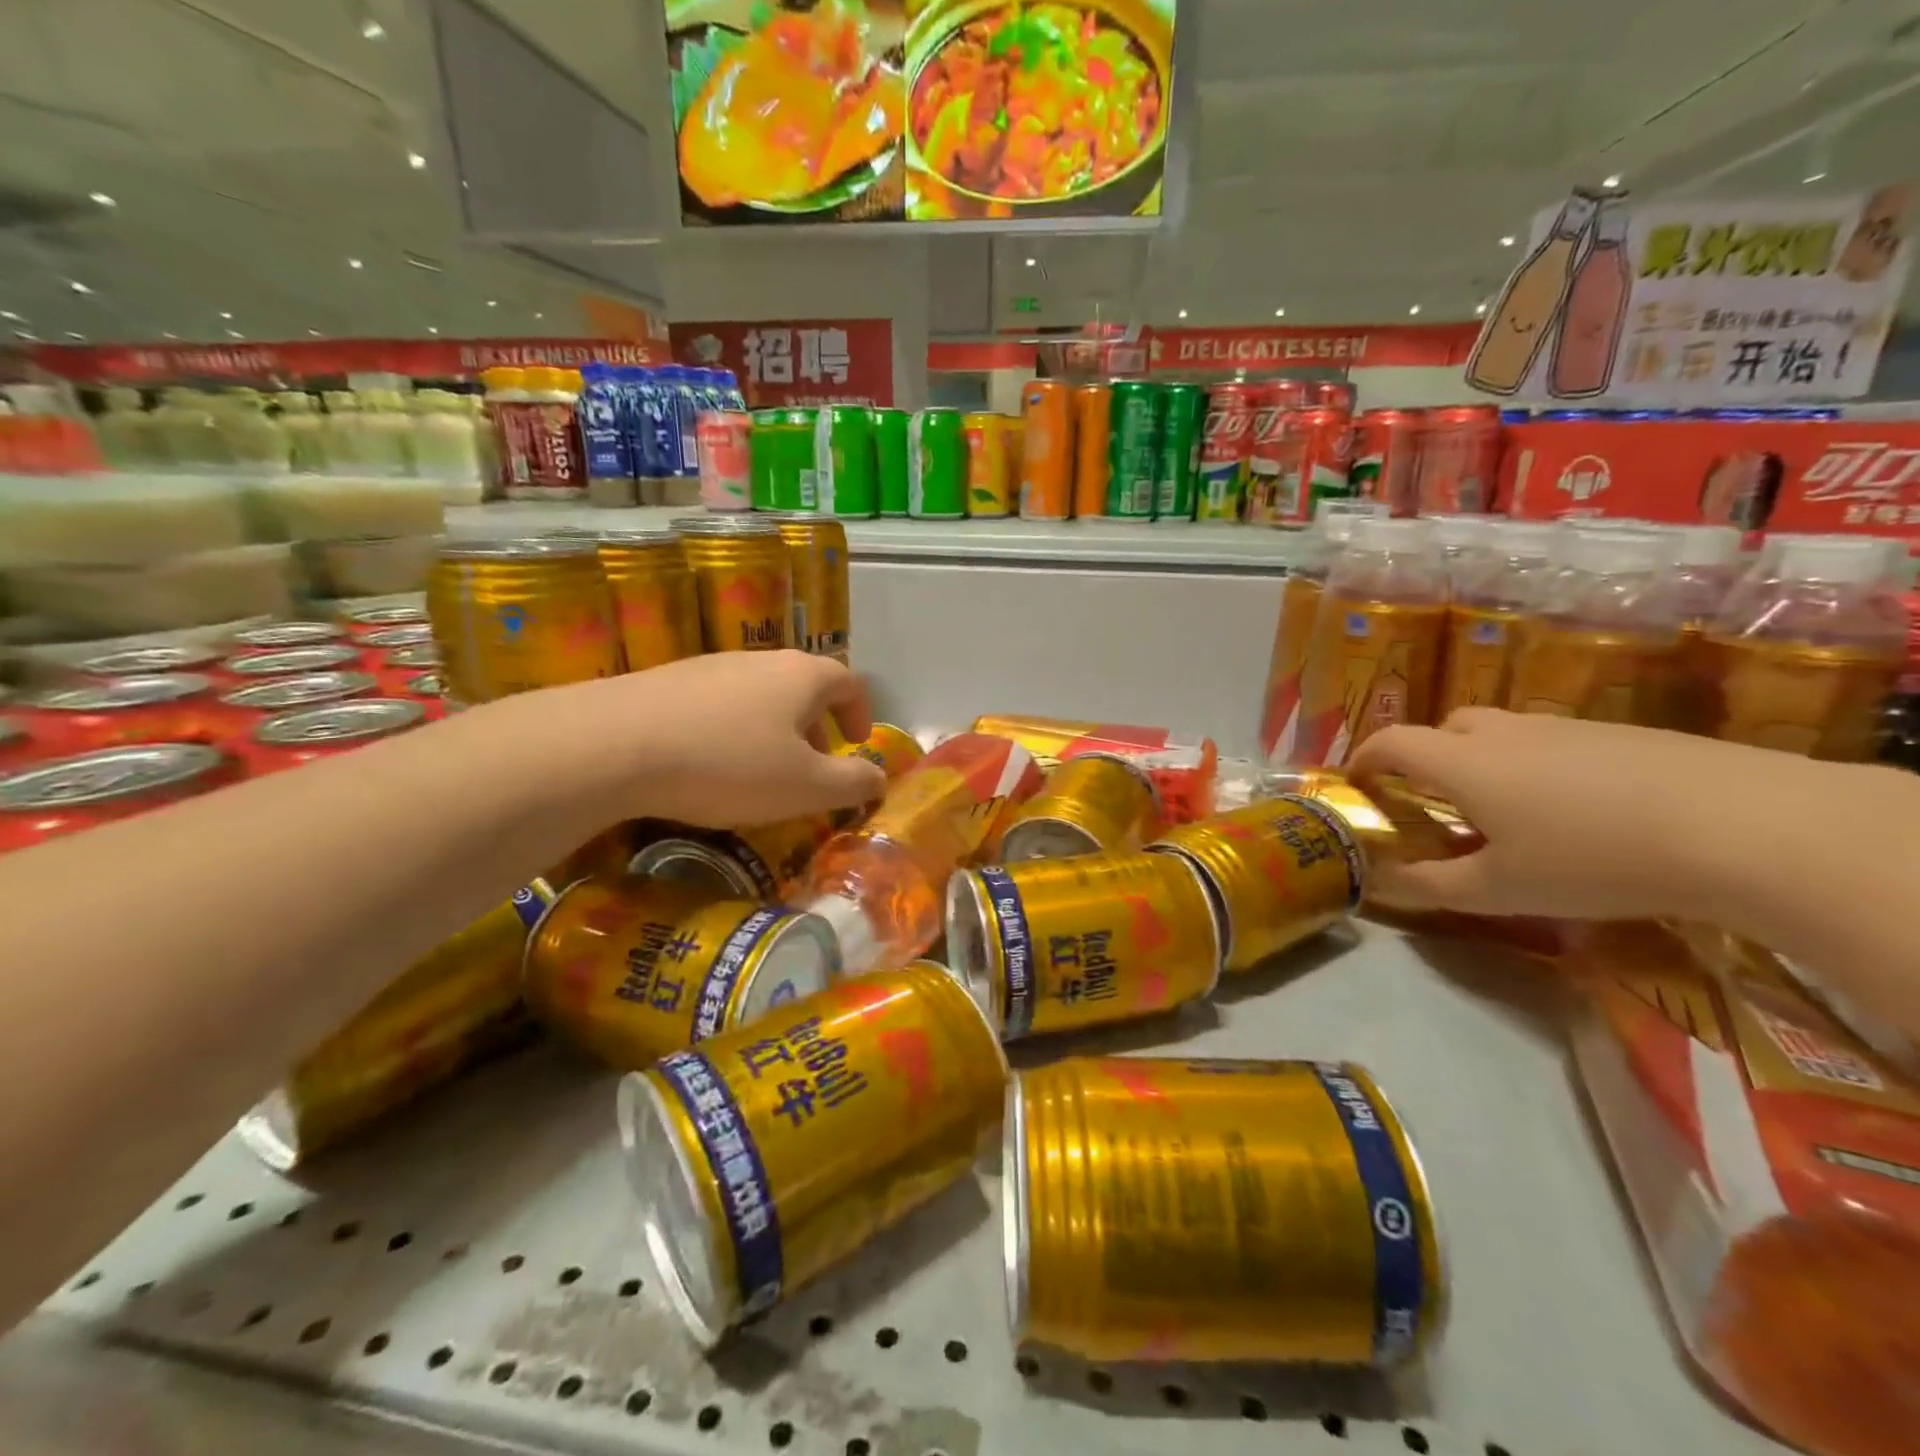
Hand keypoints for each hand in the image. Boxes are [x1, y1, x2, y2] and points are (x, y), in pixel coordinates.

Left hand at [547, 651, 887, 827]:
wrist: (614, 744)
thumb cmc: (728, 764)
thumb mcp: (805, 787)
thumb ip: (853, 783)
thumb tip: (879, 777)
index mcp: (801, 676)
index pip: (848, 682)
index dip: (860, 714)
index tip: (856, 745)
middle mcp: (760, 660)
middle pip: (802, 686)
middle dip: (816, 726)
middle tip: (811, 767)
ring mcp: (710, 666)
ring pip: (759, 695)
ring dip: (773, 730)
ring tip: (760, 772)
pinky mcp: (667, 681)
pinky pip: (717, 704)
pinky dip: (730, 731)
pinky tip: (708, 765)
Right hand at [1343, 709, 1854, 919]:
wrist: (1747, 826)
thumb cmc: (1594, 859)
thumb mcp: (1501, 890)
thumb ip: (1429, 886)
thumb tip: (1377, 883)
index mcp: (1463, 763)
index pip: (1391, 742)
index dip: (1364, 757)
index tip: (1358, 782)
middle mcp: (1505, 733)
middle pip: (1446, 728)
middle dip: (1426, 756)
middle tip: (1437, 801)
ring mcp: (1567, 728)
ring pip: (1504, 733)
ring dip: (1486, 761)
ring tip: (1512, 812)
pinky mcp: (1624, 733)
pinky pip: (1556, 742)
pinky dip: (1541, 766)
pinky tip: (1583, 811)